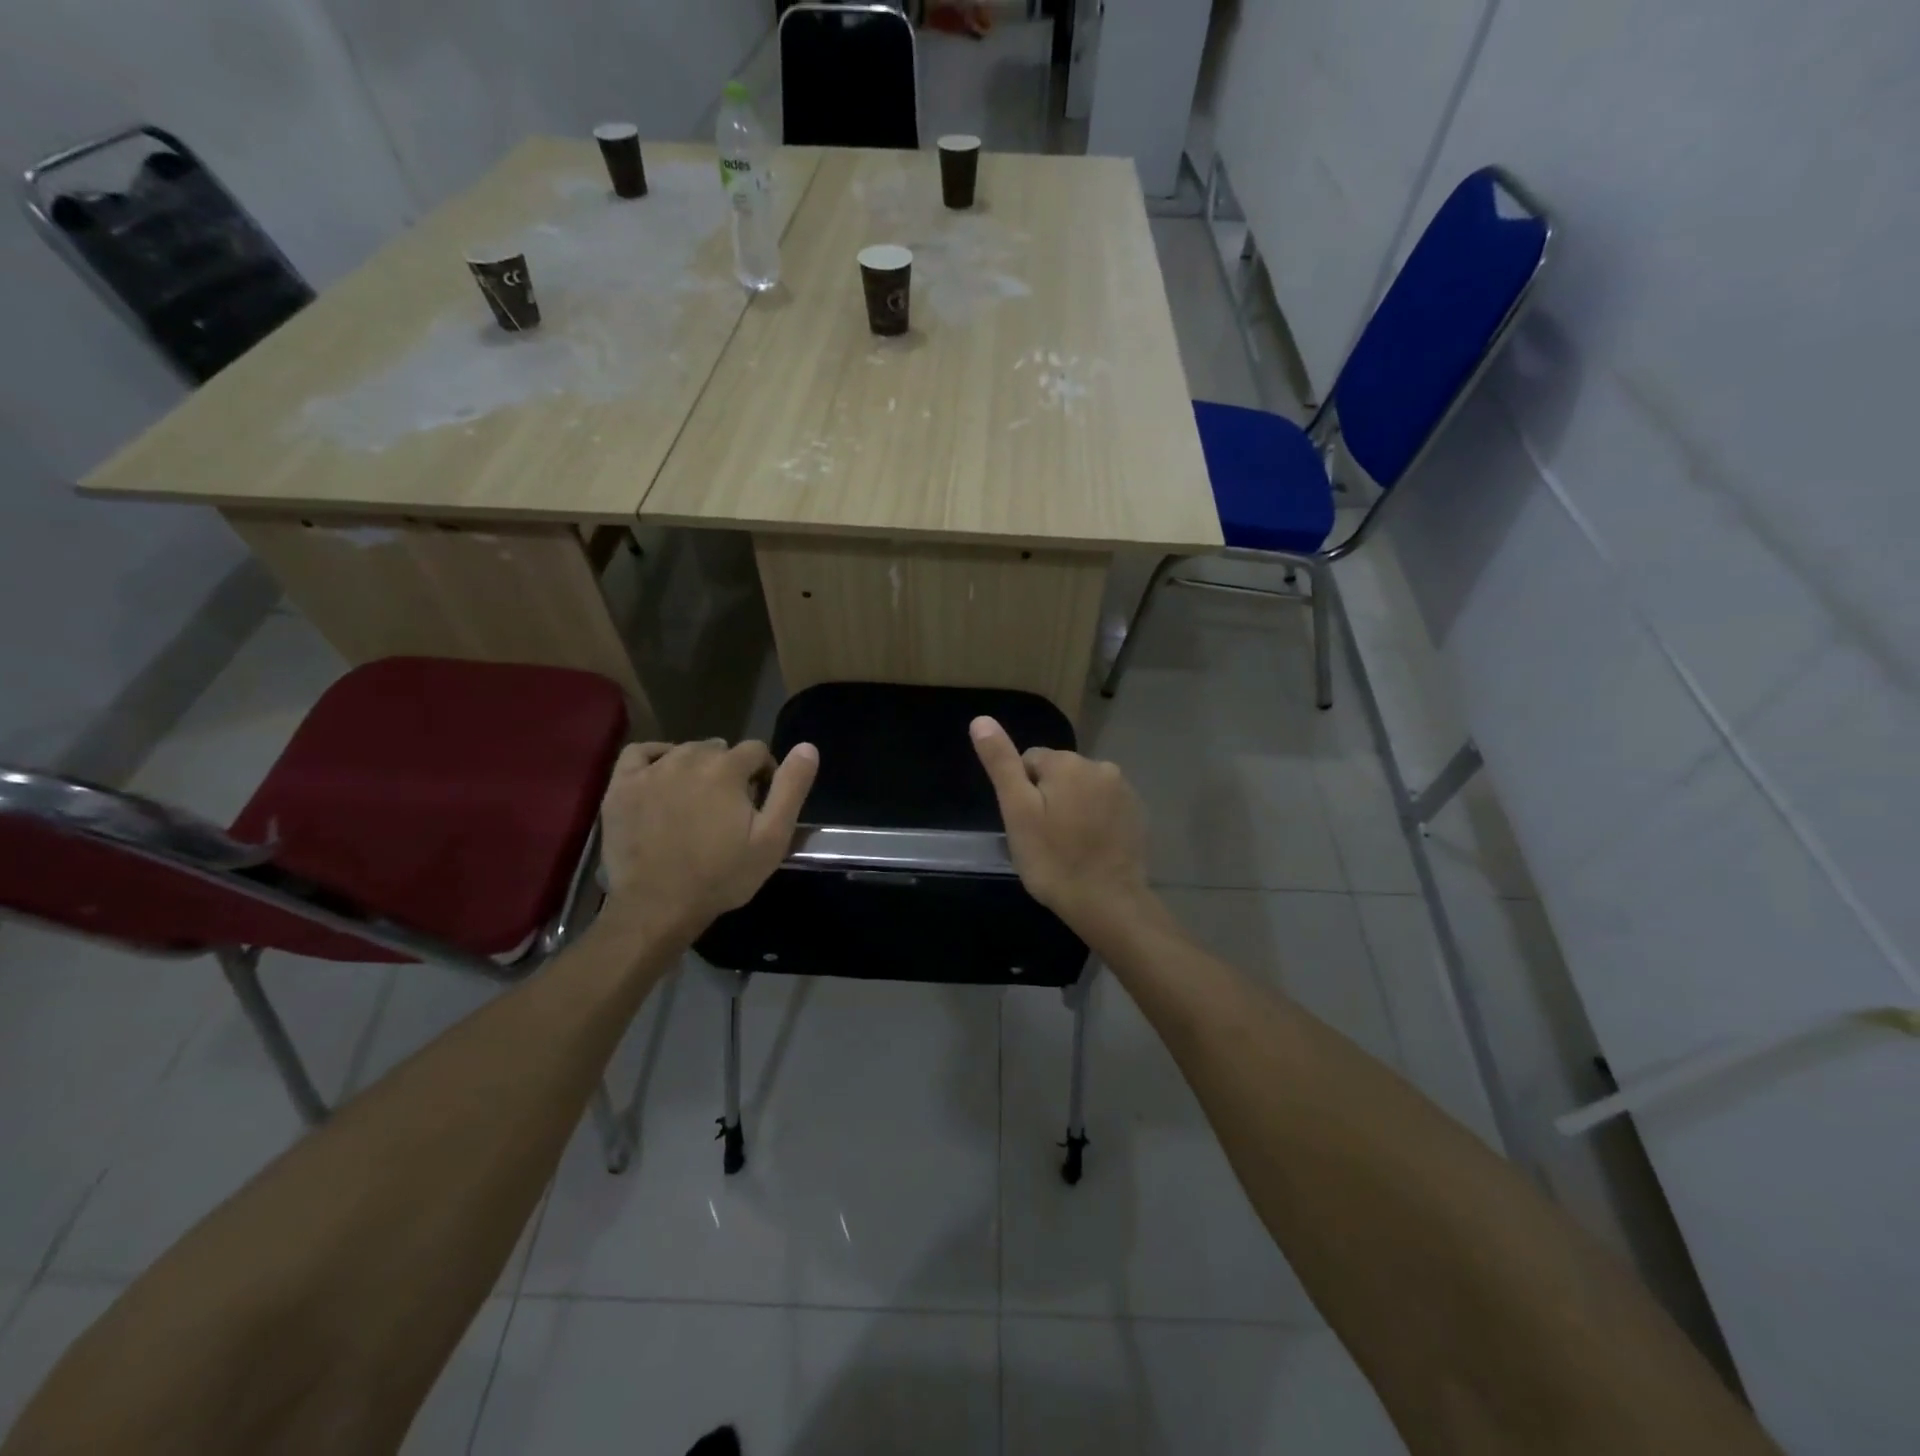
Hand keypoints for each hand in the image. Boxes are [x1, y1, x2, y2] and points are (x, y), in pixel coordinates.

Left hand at [598, 738, 818, 942]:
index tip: (759, 804)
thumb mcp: (772, 838)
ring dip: (697, 768)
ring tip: (697, 803)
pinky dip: (657, 757)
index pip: (756, 750)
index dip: (764, 774)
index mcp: (727, 768)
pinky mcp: (621, 785)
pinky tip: (663, 777)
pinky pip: (641, 752)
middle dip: (730, 772)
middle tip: (728, 810)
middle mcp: (688, 757)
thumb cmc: (721, 875)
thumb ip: (791, 788)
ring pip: (684, 751)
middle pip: (720, 749)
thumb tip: (807, 747)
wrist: (658, 907)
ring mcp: (650, 770)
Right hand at [970, 716, 1154, 935]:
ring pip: (1082, 789)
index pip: (1029, 761)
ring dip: (1073, 808)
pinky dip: (1095, 820)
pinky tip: (1090, 848)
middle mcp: (1100, 766)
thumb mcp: (1017, 811)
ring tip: (1068, 845)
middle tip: (1044, 838)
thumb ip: (1002, 763)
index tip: (1027, 825)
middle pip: (1058, 773)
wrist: (1108, 902)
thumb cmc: (1053, 859)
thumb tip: (981, 719)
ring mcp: (1123, 790)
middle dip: (1048, 798)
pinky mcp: (1137, 813)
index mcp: (1067, 763)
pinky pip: (1104, 806)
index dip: (1022, 793)